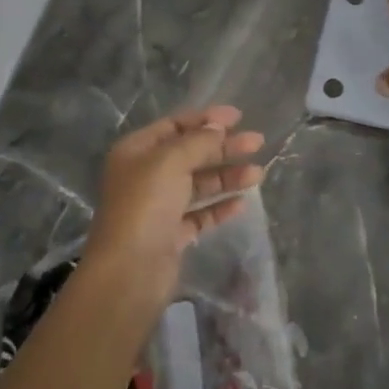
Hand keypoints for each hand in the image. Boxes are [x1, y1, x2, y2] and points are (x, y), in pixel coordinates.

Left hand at [82, 106, 265, 309]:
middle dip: (223, 147)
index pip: (174, 126)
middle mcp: (145, 176)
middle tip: (257, 142)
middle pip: (190, 154)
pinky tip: (242, 202)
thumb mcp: (171, 161)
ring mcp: (158, 207)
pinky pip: (200, 214)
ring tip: (258, 174)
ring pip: (198, 185)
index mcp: (136, 151)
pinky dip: (220, 207)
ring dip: (227, 176)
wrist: (129, 271)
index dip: (206, 119)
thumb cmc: (145, 204)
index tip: (238, 117)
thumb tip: (218, 127)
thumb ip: (198, 141)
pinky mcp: (171, 235)